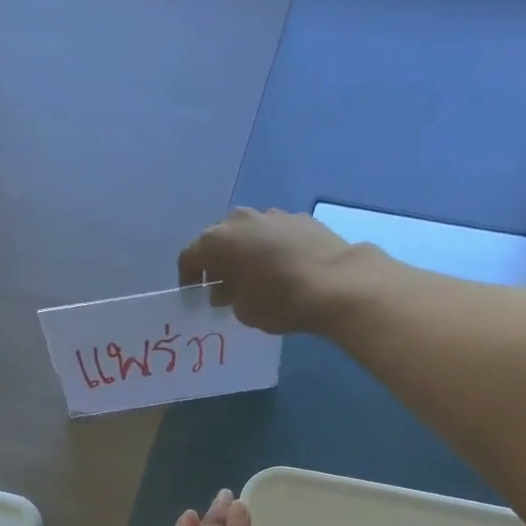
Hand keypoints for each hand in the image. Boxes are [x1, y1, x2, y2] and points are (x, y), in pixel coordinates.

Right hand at [177, 207, 374, 334]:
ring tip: (255, 276)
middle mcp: (240, 220)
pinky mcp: (299, 217)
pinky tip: (283, 268)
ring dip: (245, 252)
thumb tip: (224, 288)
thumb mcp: (244, 310)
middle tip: (223, 285)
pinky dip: (271, 248)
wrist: (337, 283)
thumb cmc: (280, 301)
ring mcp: (271, 215)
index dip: (188, 277)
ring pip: (247, 233)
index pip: (189, 256)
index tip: (195, 294)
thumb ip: (227, 296)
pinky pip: (274, 233)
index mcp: (218, 241)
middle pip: (218, 239)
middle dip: (217, 261)